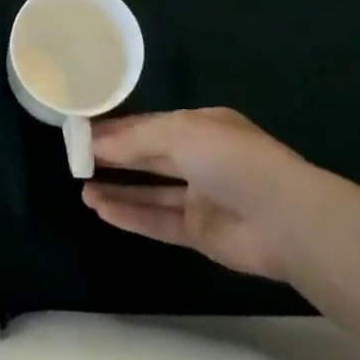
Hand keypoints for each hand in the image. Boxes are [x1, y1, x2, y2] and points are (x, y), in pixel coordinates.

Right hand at [82, 108, 310, 280]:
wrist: (284, 219)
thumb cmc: (231, 159)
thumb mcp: (179, 133)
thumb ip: (135, 139)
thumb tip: (96, 143)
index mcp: (201, 125)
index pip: (150, 124)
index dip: (117, 128)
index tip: (83, 132)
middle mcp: (201, 158)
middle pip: (149, 156)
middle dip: (114, 156)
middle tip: (75, 159)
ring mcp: (202, 197)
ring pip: (151, 191)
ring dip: (118, 189)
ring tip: (82, 188)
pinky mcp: (201, 234)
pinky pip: (159, 221)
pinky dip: (131, 215)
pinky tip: (101, 210)